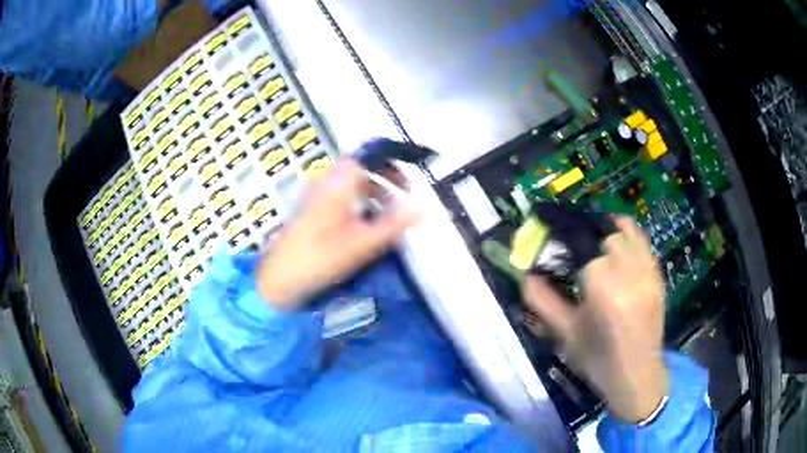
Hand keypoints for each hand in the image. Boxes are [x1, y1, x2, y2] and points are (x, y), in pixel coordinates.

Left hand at [256, 160, 420, 308]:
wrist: (279, 277)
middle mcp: (324, 180)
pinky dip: (356, 200)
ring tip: (385, 215)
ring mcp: (314, 193)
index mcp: (338, 182)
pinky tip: (362, 223)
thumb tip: (422, 209)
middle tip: (401, 200)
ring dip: (371, 191)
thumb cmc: (321, 257)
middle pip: (360, 167)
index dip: (392, 165)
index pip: (370, 156)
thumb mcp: (362, 243)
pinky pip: (338, 193)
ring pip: (349, 181)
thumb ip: (394, 224)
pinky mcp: (308, 207)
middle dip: (384, 180)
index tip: (408, 184)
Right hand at [522, 217, 668, 422]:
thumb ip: (542, 301)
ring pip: (625, 231)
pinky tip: (617, 248)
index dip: (561, 231)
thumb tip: (525, 274)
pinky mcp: (657, 274)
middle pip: (603, 234)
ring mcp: (647, 270)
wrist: (637, 375)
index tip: (548, 229)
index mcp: (602, 285)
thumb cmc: (597, 359)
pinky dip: (628, 236)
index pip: (579, 241)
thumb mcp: (565, 333)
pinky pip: (642, 241)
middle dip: (585, 239)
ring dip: (606, 234)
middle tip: (572, 251)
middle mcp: (628, 269)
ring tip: (595, 246)